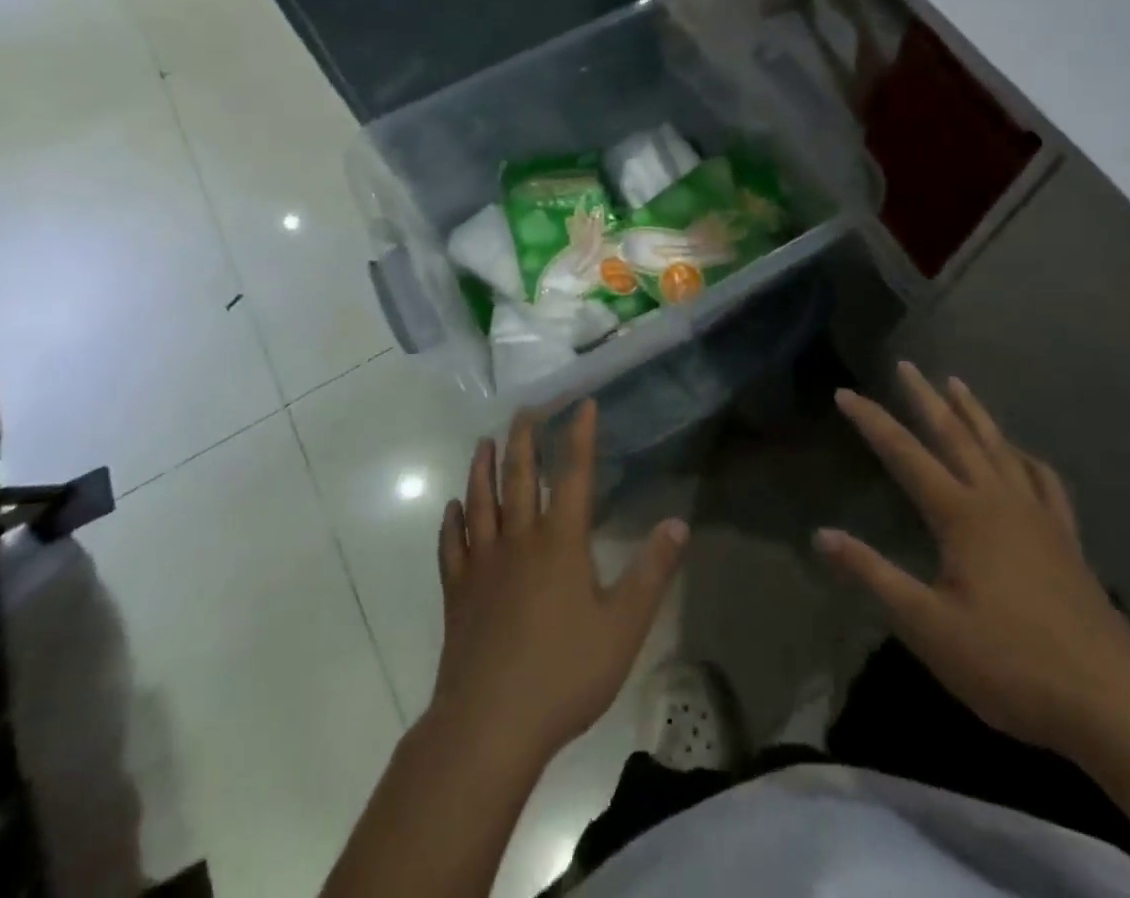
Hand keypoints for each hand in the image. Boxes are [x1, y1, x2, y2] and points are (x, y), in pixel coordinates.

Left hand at [431, 401, 687, 766]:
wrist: (489, 725)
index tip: (581, 404)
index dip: (578, 437)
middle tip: (524, 409)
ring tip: (484, 442)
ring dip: (483, 469)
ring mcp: (483, 565)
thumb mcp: (623, 626)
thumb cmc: (564, 673)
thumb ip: (651, 572)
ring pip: (481, 503)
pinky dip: (452, 522)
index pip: (573, 475)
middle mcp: (519, 541)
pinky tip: (452, 508)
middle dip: (524, 440)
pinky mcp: (459, 594)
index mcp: (560, 543)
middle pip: (520, 478)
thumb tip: (678, 523)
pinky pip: (453, 546)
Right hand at [817, 363, 1129, 756]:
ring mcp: (1038, 516)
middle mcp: (998, 500)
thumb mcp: (928, 625)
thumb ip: (874, 574)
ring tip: (957, 384)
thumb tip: (822, 535)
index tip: (845, 392)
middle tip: (907, 365)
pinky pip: (1043, 481)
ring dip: (974, 413)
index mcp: (961, 514)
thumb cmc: (1009, 664)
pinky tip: (1021, 455)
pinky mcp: (1066, 539)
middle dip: (926, 398)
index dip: (871, 421)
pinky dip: (1026, 458)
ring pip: (999, 447)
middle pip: (955, 435)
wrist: (1111, 702)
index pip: (904, 454)